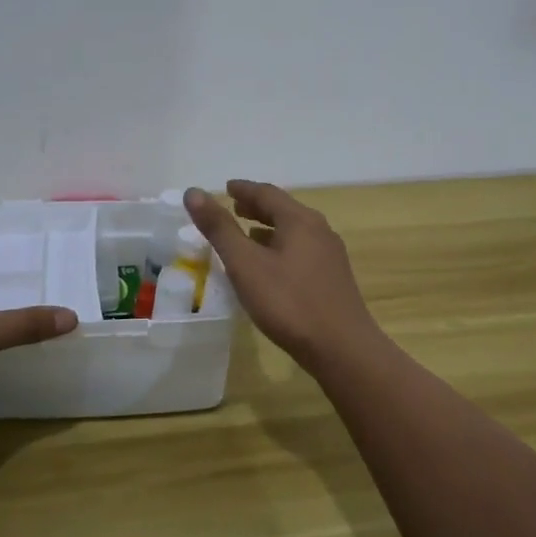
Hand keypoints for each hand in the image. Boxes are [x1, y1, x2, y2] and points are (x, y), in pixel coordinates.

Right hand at [184, 181, 382, 372]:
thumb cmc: (288, 303)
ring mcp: (329, 255)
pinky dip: (280, 247)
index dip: (243, 189)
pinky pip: (301, 250)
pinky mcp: (333, 278)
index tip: (225, 187)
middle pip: (283, 210)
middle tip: (233, 207)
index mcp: (299, 220)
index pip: (267, 193)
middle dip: (257, 207)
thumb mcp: (245, 264)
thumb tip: (194, 192)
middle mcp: (319, 230)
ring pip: (294, 231)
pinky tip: (270, 266)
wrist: (342, 349)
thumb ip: (219, 228)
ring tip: (247, 234)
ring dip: (269, 228)